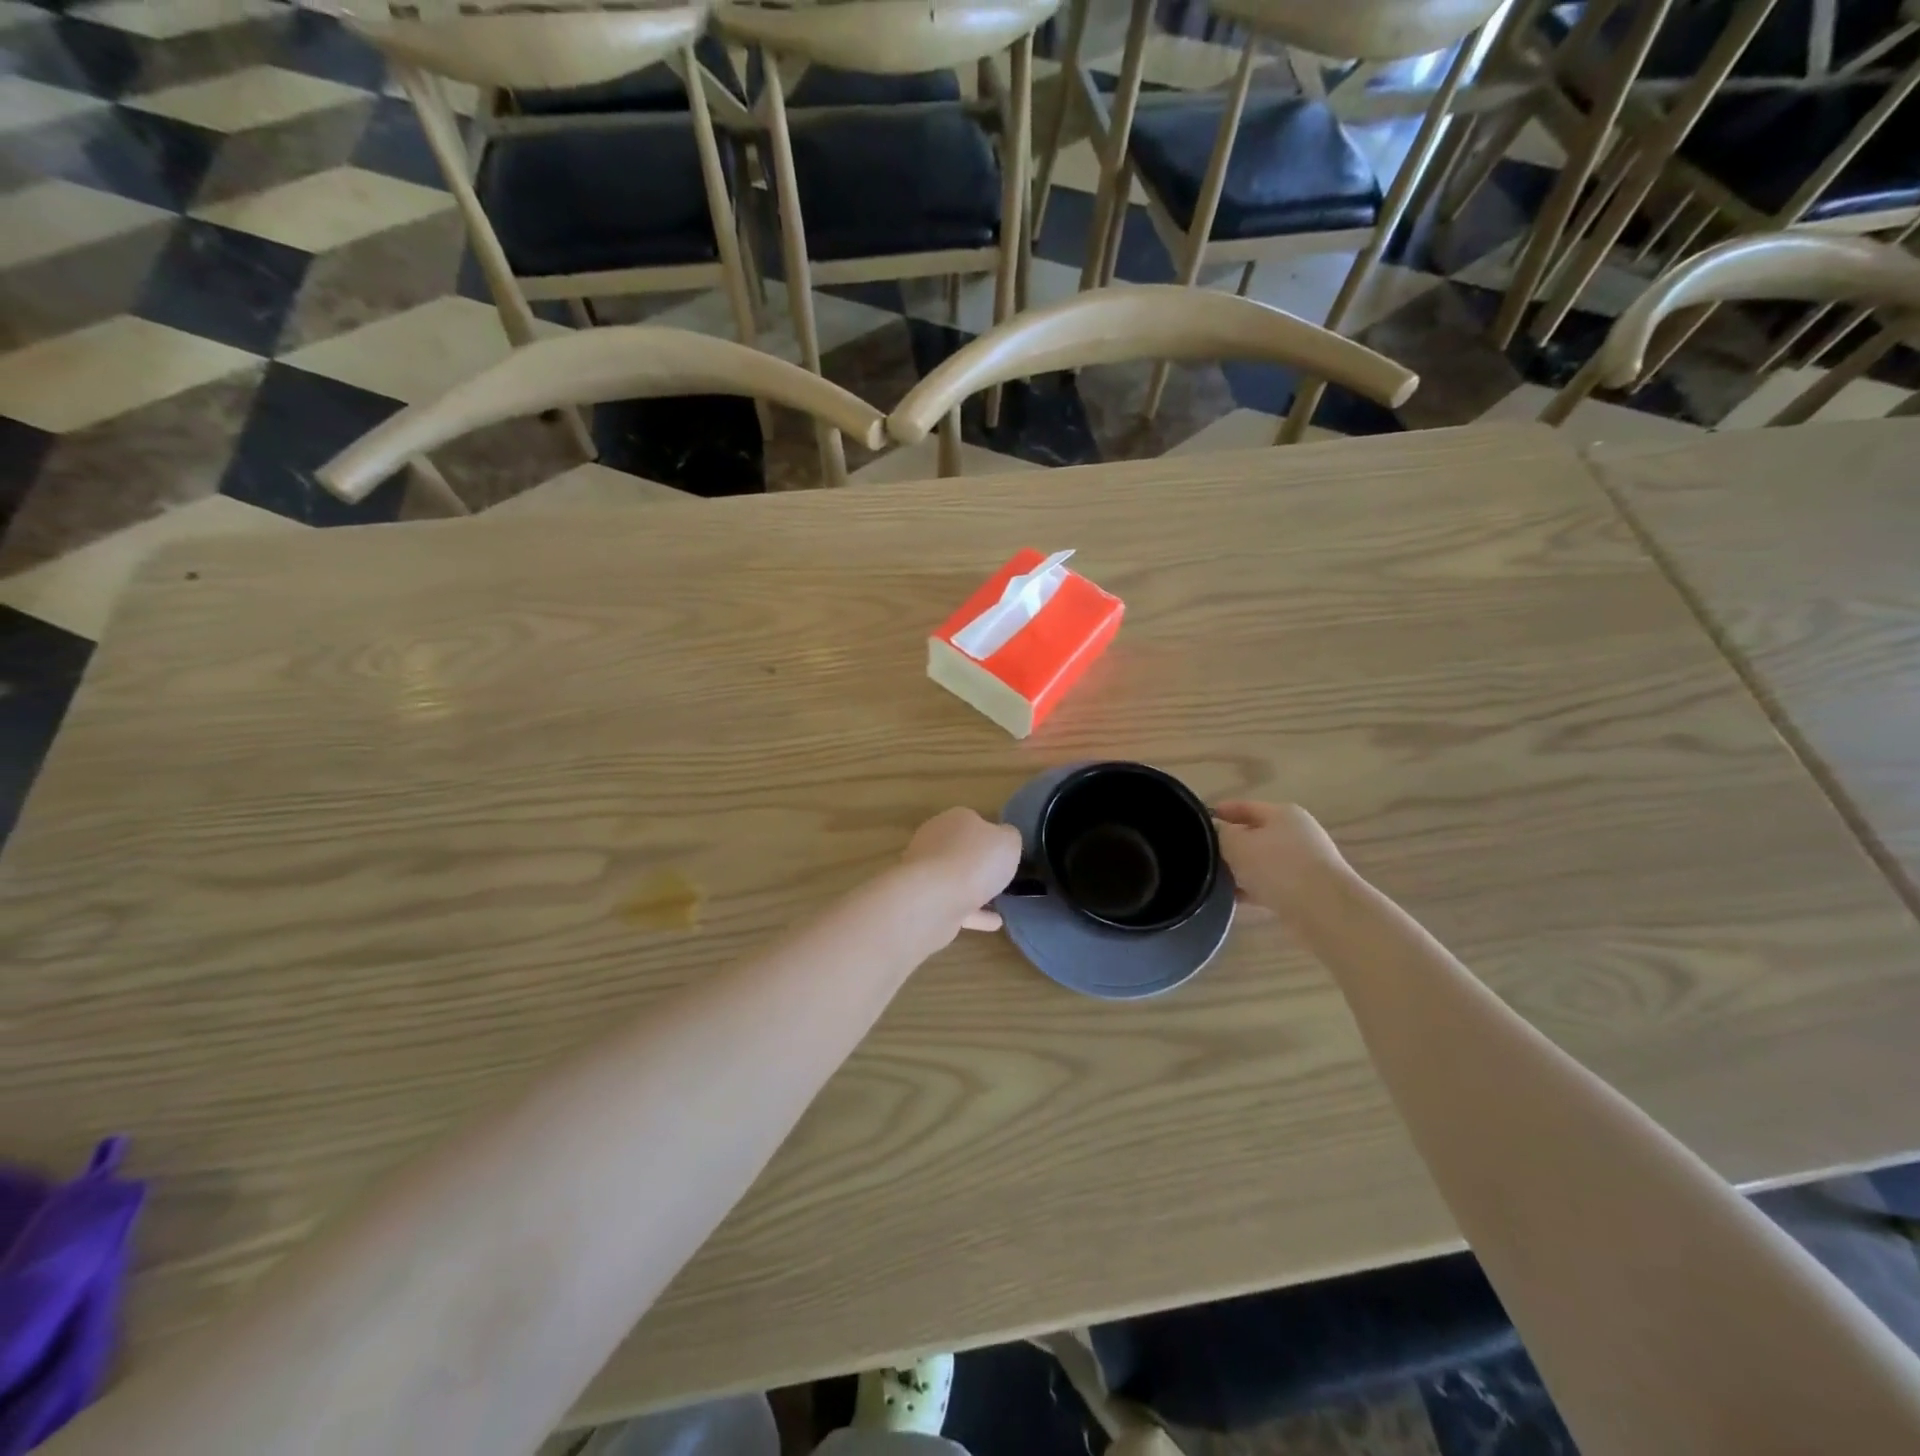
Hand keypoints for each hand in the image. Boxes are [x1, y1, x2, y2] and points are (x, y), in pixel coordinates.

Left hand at [901, 808, 1023, 933]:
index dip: (991, 834)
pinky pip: (955, 905)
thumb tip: (1003, 838)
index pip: (974, 821)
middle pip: (961, 849)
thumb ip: (1009, 837)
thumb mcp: (1008, 841)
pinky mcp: (924, 901)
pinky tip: (996, 922)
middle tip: (1001, 874)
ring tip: (1001, 900)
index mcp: (955, 819)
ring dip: (975, 888)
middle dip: (978, 860)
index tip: (1006, 850)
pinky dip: (974, 912)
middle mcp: (935, 841)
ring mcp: (926, 872)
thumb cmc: (974, 861)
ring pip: (955, 878)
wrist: (932, 900)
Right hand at [1213, 801, 1348, 919]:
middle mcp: (1296, 833)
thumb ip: (1221, 833)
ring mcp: (1304, 862)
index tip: (1196, 823)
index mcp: (1282, 814)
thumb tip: (1215, 830)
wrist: (1325, 911)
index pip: (1244, 807)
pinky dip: (1253, 889)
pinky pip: (1271, 884)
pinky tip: (1233, 899)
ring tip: (1213, 879)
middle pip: (1254, 834)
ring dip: (1240, 869)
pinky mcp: (1306, 889)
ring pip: (1262, 861)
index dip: (1220, 812)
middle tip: (1202, 854)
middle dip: (1229, 844)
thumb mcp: (1238, 844)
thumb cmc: (1278, 867)